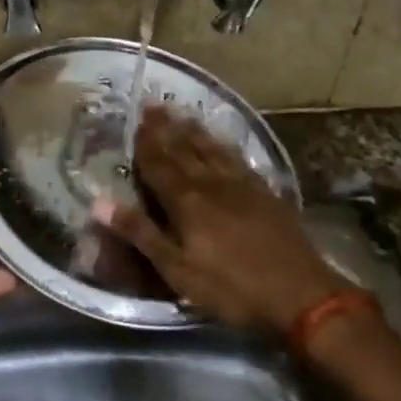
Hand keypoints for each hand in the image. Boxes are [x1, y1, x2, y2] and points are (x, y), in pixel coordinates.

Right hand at [95, 106, 349, 334]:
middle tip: (153, 105)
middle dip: (166, 128)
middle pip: (184, 150)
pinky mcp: (265, 193)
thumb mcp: (178, 270)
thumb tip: (99, 202)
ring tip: (181, 113)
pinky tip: (222, 142)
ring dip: (193, 131)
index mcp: (187, 201)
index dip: (145, 144)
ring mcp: (242, 185)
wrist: (302, 295)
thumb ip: (141, 233)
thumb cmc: (232, 288)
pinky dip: (223, 146)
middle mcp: (212, 183)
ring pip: (211, 150)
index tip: (135, 121)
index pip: (159, 165)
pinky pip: (237, 159)